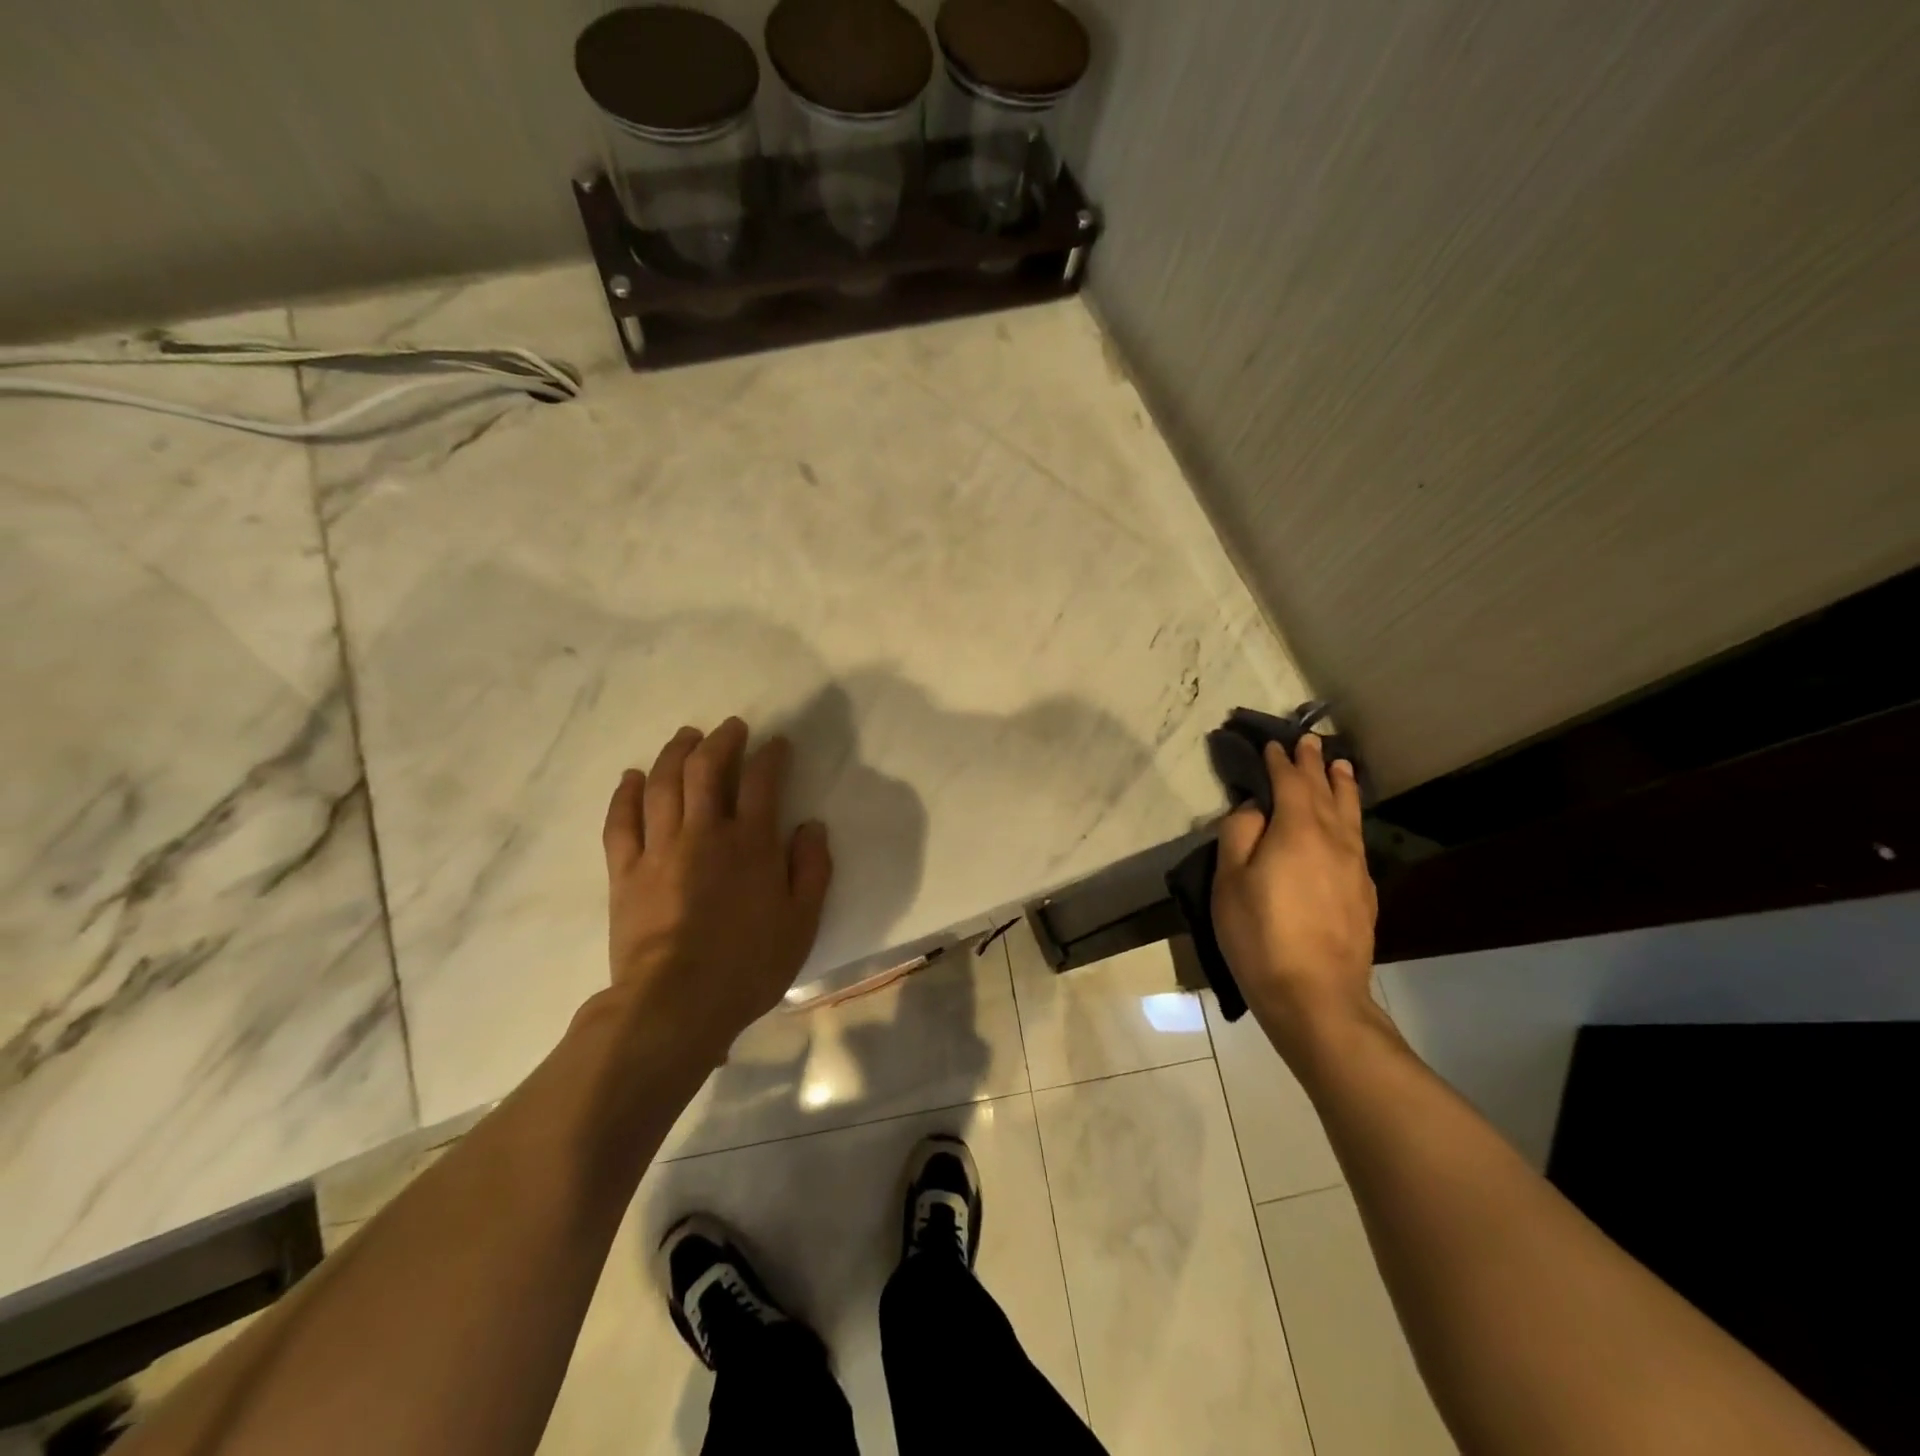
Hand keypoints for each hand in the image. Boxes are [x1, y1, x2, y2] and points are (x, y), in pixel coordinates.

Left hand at [599, 718, 832, 1064]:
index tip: (776, 743)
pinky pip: (620, 821)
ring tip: (685, 737)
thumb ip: (811, 869)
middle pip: (707, 769)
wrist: (675, 1003)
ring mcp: (659, 849)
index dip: (771, 755)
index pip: (763, 782)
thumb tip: (811, 826)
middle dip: (721, 740)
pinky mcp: (625, 871)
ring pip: (662, 784)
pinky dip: (625, 793)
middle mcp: (705, 833)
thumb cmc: (748, 965)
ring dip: (674, 753)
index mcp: (751, 844)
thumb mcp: (801, 922)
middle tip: (730, 728)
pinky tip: (631, 776)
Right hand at [1211, 733, 1378, 1059]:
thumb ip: (1239, 834)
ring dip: (1343, 785)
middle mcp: (1334, 839)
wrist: (1316, 995)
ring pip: (1350, 813)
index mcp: (1297, 830)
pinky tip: (1347, 822)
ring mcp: (1355, 866)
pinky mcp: (1364, 891)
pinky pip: (1357, 837)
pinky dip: (1350, 816)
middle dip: (1315, 764)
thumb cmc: (1260, 934)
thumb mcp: (1229, 881)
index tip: (1273, 744)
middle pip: (1326, 791)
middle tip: (1310, 741)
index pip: (1290, 783)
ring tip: (1341, 766)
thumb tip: (1255, 808)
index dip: (1280, 761)